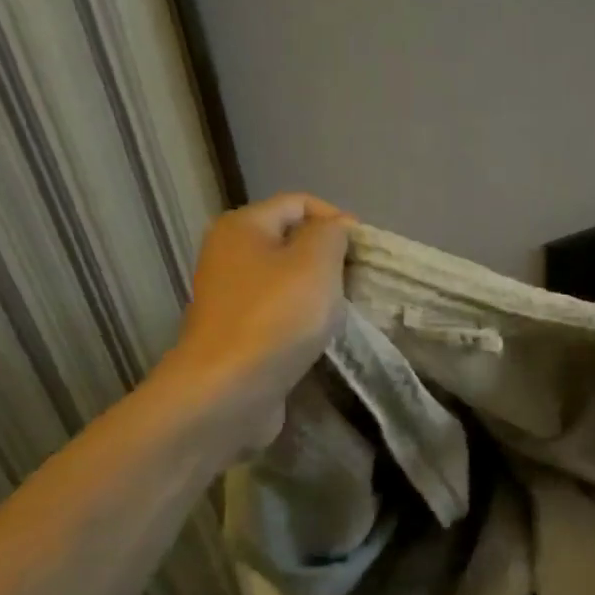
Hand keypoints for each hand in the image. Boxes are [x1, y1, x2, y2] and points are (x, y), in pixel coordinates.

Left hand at [156, 194, 354, 432]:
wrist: (228, 391)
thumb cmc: (276, 316)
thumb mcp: (316, 261)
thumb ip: (332, 233)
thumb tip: (336, 228)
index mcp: (242, 226)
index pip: (299, 203)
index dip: (337, 219)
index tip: (366, 252)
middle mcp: (229, 255)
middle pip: (292, 241)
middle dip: (329, 258)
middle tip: (358, 282)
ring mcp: (230, 297)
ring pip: (287, 280)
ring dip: (318, 292)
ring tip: (344, 310)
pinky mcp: (237, 333)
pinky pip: (279, 313)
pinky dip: (302, 319)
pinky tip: (320, 336)